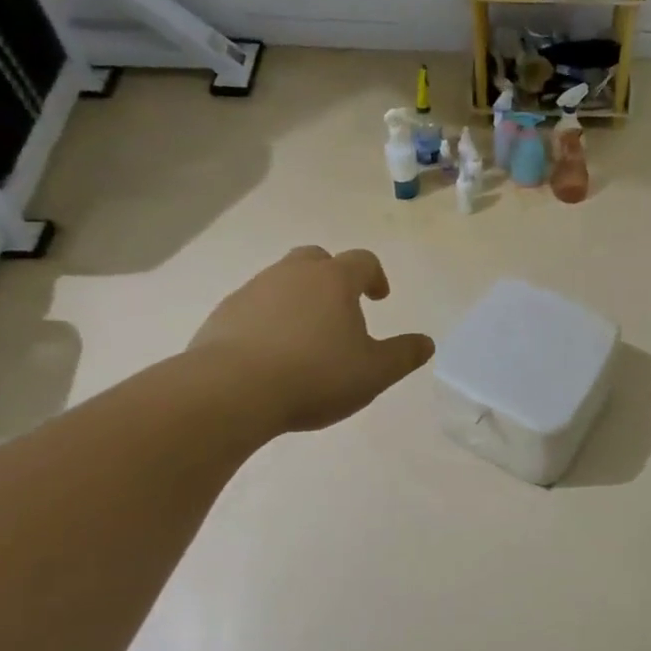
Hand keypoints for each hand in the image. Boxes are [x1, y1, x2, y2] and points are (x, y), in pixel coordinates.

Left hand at [187, 246, 433, 432]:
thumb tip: (427, 343)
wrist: (230, 391)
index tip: (379, 298)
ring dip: (298, 299)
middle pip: (317, 259)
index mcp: (334, 280)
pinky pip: (254, 307)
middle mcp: (293, 274)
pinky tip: (271, 353)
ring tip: (306, 336)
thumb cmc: (315, 375)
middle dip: (332, 277)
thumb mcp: (374, 372)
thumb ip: (404, 355)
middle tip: (340, 307)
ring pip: (282, 281)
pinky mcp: (223, 314)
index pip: (362, 261)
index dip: (375, 276)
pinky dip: (268, 320)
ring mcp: (253, 290)